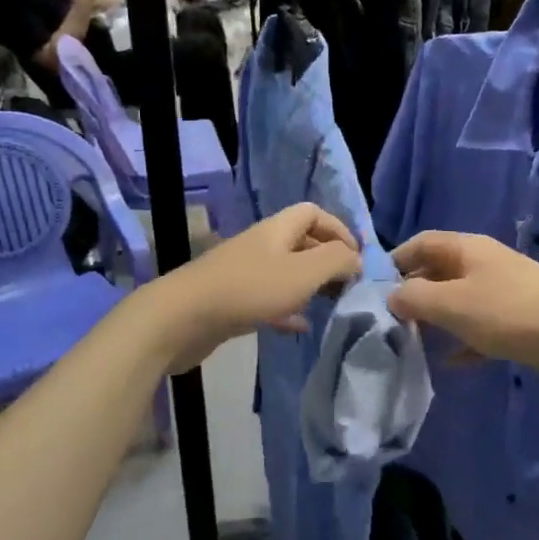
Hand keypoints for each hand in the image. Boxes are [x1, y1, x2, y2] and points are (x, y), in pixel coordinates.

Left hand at [145, 204, 362, 372]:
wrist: (182, 319)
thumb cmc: (248, 290)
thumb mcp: (303, 272)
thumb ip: (336, 262)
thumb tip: (357, 259)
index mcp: (277, 229)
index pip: (313, 212)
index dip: (338, 229)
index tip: (357, 259)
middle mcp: (261, 245)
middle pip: (301, 242)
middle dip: (327, 260)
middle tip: (348, 286)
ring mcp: (245, 273)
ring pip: (286, 272)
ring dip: (310, 286)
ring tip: (331, 305)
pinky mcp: (233, 301)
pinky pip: (269, 299)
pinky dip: (288, 309)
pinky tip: (300, 326)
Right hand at [389, 232, 538, 397]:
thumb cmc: (511, 314)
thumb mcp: (453, 304)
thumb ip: (415, 298)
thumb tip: (391, 296)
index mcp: (468, 249)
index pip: (421, 243)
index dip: (394, 262)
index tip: (371, 291)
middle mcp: (484, 264)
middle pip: (438, 272)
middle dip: (412, 295)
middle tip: (387, 323)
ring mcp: (503, 293)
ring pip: (457, 302)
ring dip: (435, 320)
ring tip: (409, 344)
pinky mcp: (518, 322)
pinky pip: (479, 328)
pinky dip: (463, 342)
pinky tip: (450, 364)